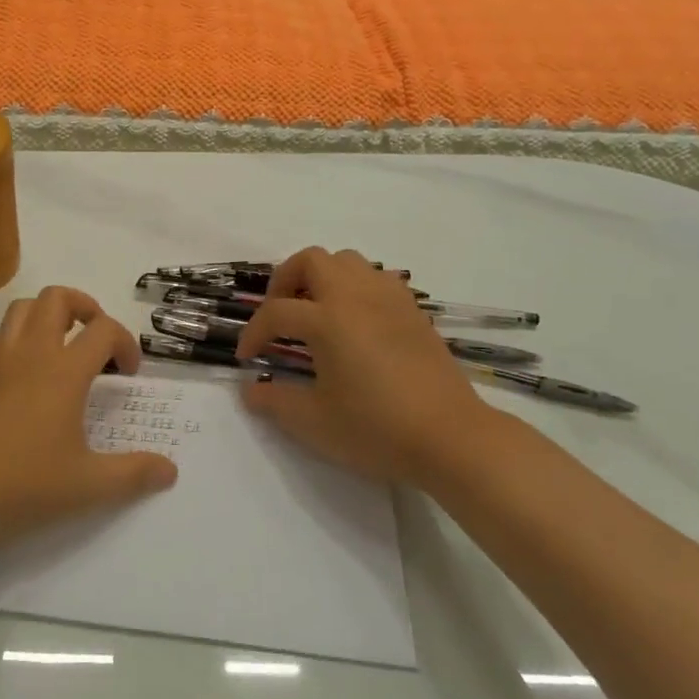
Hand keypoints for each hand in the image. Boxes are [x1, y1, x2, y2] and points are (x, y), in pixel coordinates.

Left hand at [0, 286, 177, 549]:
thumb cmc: (23, 486)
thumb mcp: (88, 487)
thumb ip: (134, 475)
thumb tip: (170, 470)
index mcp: (62, 371)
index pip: (104, 330)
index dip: (126, 343)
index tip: (129, 373)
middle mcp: (29, 353)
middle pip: (57, 298)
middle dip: (85, 307)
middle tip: (96, 340)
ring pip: (23, 309)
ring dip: (48, 315)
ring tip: (62, 347)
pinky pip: (0, 336)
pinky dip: (20, 338)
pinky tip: (25, 376)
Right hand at [235, 247, 515, 485]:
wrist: (451, 438)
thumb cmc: (377, 429)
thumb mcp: (315, 422)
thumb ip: (275, 401)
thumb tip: (250, 390)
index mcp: (327, 320)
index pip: (276, 312)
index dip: (253, 333)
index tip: (248, 358)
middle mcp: (355, 296)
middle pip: (311, 260)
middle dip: (285, 281)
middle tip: (279, 315)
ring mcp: (388, 299)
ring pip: (346, 261)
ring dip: (322, 277)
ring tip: (315, 311)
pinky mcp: (413, 311)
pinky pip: (377, 277)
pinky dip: (356, 286)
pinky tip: (355, 320)